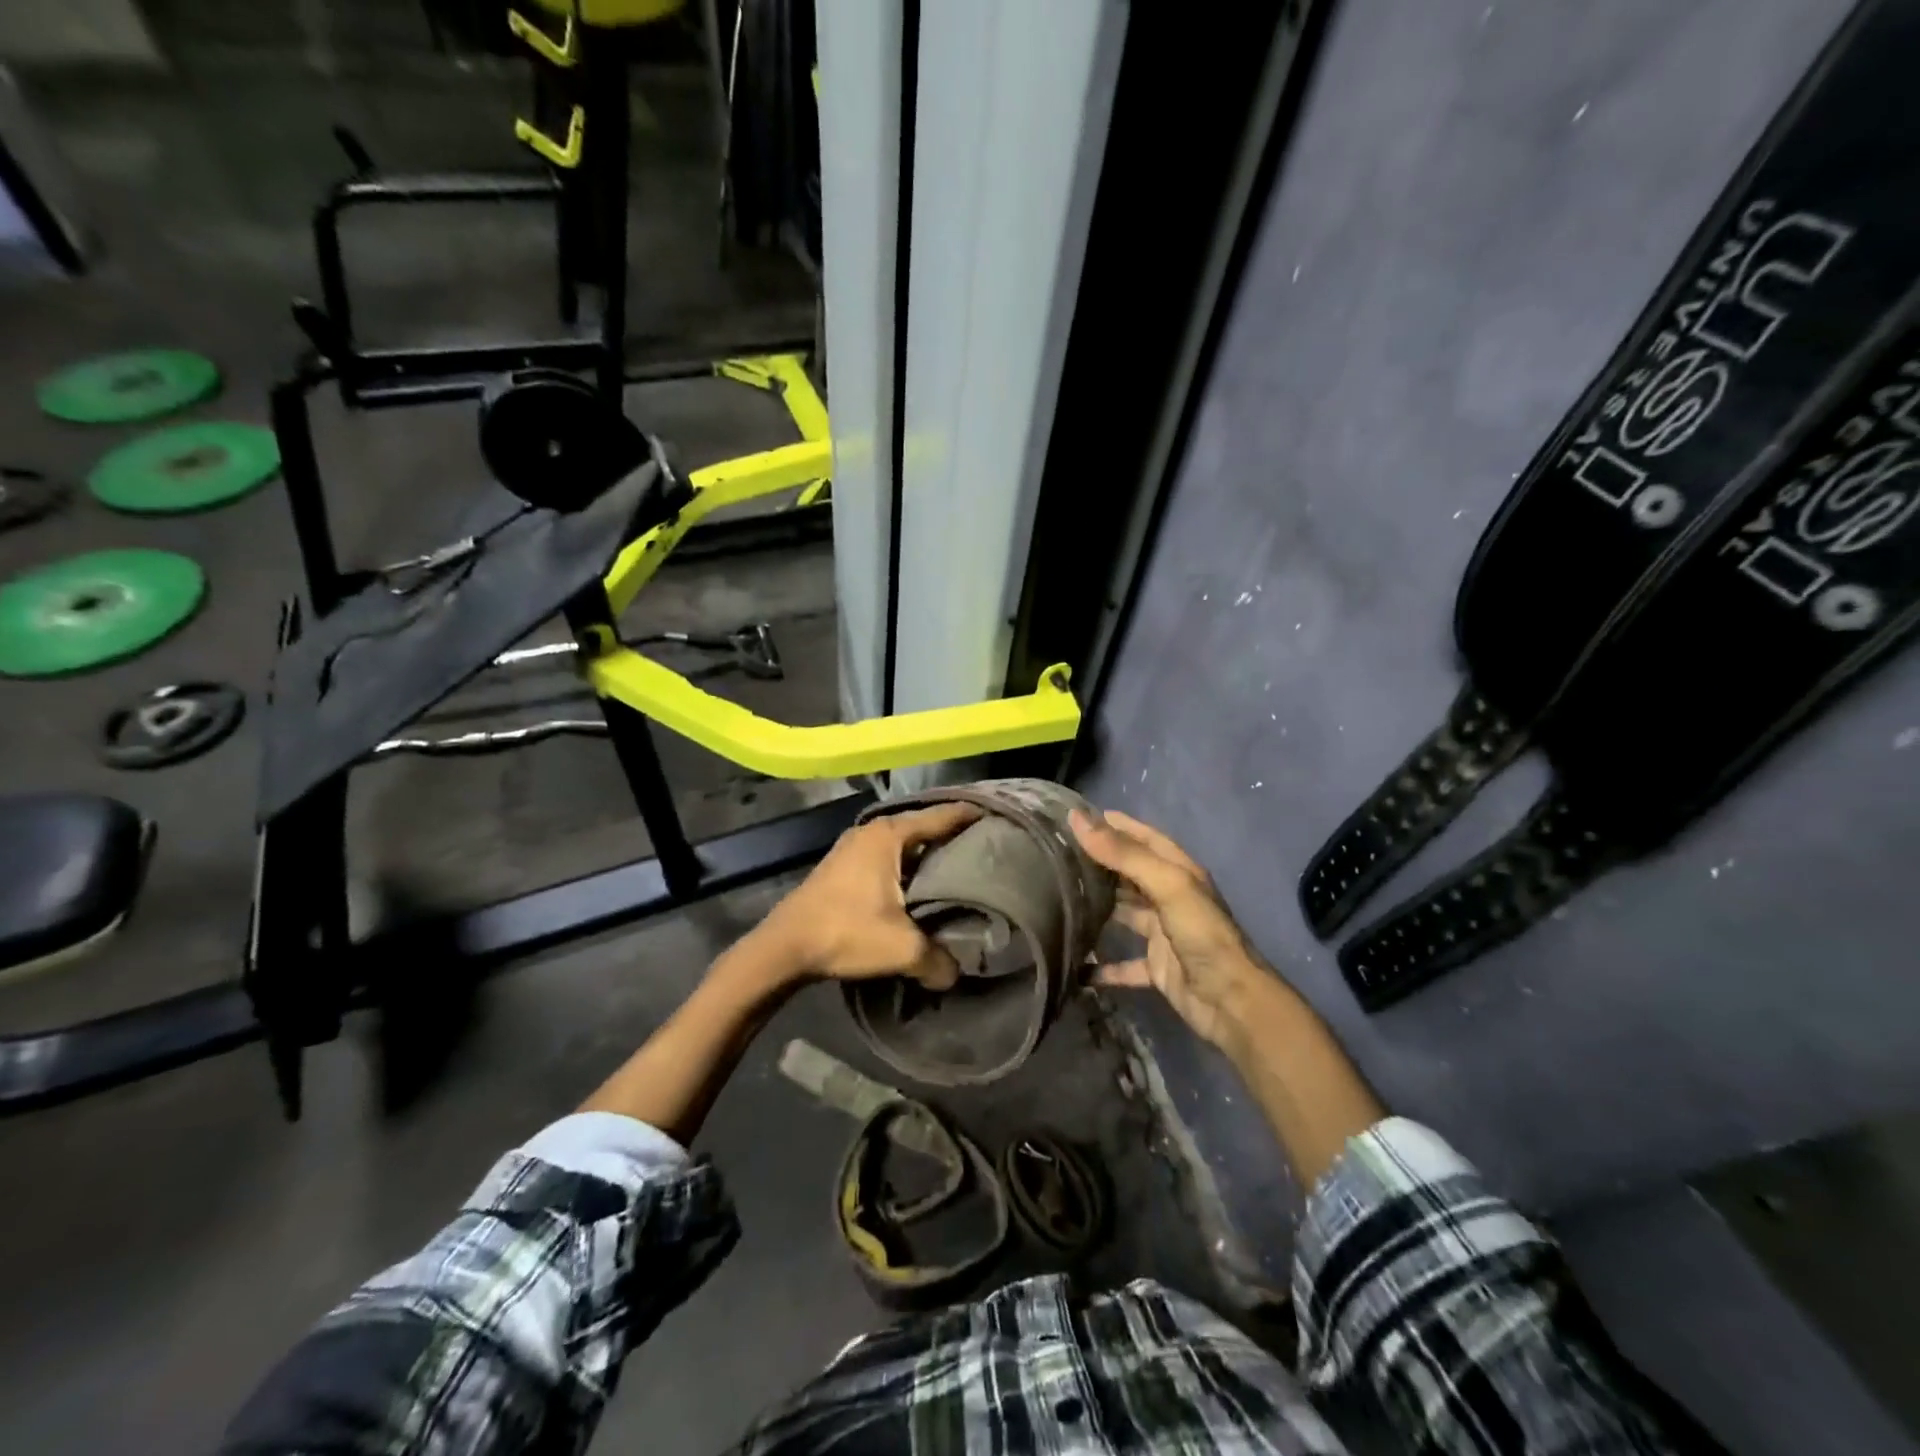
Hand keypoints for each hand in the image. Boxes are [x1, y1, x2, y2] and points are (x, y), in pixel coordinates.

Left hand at [750, 803, 982, 989]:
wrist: (783, 948)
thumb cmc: (844, 932)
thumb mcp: (901, 948)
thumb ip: (938, 959)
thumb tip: (957, 973)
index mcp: (888, 835)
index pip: (940, 817)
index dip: (969, 816)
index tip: (997, 815)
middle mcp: (871, 832)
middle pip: (922, 827)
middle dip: (951, 835)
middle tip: (986, 845)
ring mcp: (853, 847)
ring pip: (903, 844)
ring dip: (927, 853)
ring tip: (959, 866)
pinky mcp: (843, 867)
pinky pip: (887, 857)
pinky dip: (908, 865)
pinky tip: (921, 885)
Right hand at [1070, 808, 1274, 1049]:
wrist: (1231, 1000)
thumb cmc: (1201, 933)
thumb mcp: (1166, 884)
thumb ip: (1123, 854)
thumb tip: (1078, 819)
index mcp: (1178, 872)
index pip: (1143, 838)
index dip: (1115, 825)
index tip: (1079, 816)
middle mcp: (1170, 897)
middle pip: (1130, 873)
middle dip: (1100, 863)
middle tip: (1058, 855)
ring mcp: (1163, 932)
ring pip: (1125, 913)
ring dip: (1099, 907)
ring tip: (1059, 898)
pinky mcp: (1156, 966)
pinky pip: (1123, 964)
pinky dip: (1102, 966)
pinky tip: (1076, 965)